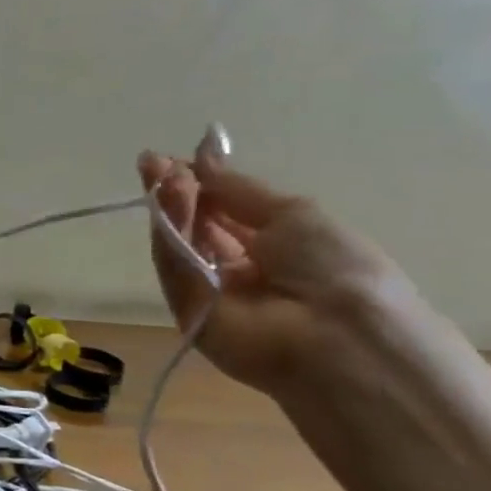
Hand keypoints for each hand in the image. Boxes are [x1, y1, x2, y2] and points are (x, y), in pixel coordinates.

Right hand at [138, 136, 407, 394]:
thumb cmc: (334, 266)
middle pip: (196, 226)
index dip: (200, 183)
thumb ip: (236, 188)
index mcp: (275, 245)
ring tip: (161, 176)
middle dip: (176, 192)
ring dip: (171, 207)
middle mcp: (240, 268)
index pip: (223, 211)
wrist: (338, 337)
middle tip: (152, 163)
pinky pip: (174, 267)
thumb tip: (202, 153)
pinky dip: (168, 233)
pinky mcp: (186, 311)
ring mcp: (211, 291)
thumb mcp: (292, 213)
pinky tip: (167, 200)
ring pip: (181, 243)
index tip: (172, 158)